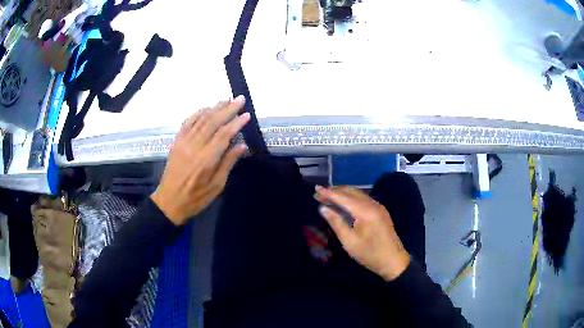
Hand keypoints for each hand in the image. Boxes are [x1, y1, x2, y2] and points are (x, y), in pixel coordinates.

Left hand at [151, 96, 249, 224]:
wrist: (169, 201)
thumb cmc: (196, 198)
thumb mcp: (216, 186)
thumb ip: (228, 163)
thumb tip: (242, 145)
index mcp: (206, 160)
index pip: (223, 135)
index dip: (236, 123)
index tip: (246, 115)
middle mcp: (194, 147)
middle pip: (212, 122)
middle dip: (227, 109)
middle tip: (240, 99)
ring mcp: (183, 143)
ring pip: (200, 120)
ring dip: (214, 108)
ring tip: (226, 99)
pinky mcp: (176, 142)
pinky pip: (187, 123)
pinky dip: (197, 113)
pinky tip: (206, 108)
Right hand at [315, 186, 409, 280]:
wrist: (393, 261)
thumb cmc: (370, 254)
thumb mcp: (349, 241)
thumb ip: (336, 222)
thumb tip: (323, 208)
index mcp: (365, 211)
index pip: (343, 197)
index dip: (328, 193)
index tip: (315, 188)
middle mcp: (373, 204)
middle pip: (351, 192)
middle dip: (334, 191)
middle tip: (319, 194)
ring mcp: (378, 207)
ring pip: (357, 194)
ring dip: (343, 194)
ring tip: (328, 197)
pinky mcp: (380, 212)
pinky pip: (363, 199)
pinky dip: (351, 198)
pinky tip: (344, 203)